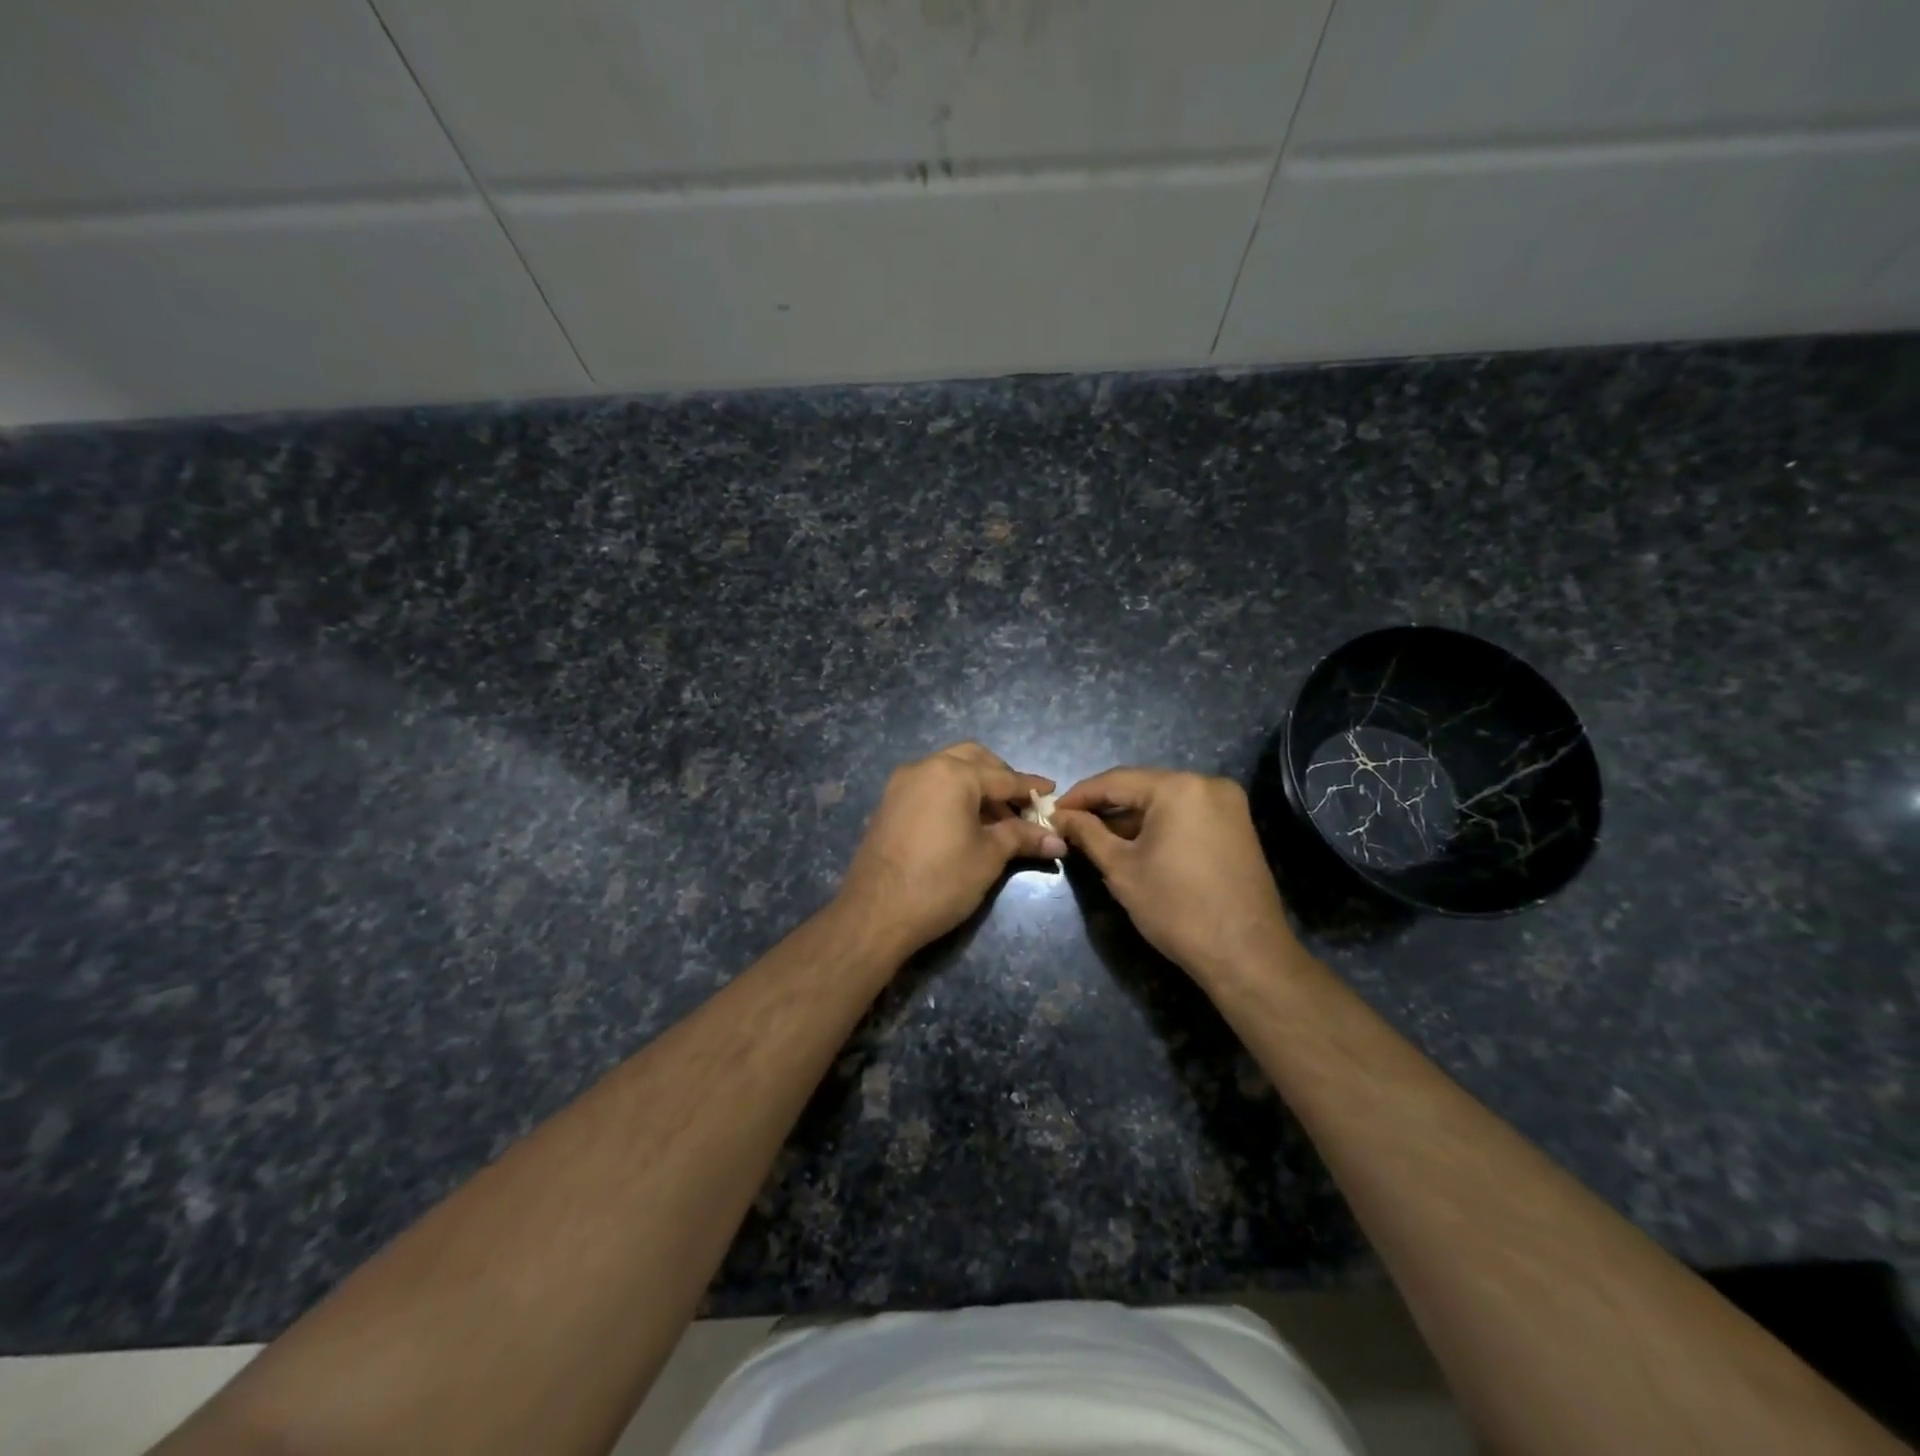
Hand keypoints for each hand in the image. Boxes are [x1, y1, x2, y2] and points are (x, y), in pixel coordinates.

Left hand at [836, 743, 1065, 954]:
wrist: (876, 913)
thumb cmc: (940, 881)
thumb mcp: (989, 857)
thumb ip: (1022, 837)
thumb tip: (1057, 839)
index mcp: (952, 774)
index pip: (1003, 777)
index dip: (1030, 787)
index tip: (1053, 792)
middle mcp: (925, 767)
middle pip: (973, 759)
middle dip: (1000, 777)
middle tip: (1020, 805)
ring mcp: (901, 784)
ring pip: (948, 770)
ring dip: (976, 785)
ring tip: (997, 819)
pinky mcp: (889, 803)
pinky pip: (929, 786)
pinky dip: (952, 794)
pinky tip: (966, 823)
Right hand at [1054, 767, 1305, 981]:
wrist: (1246, 955)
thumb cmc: (1176, 908)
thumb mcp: (1121, 869)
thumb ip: (1088, 834)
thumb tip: (1061, 816)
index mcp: (1178, 787)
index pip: (1115, 781)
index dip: (1079, 796)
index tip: (1052, 812)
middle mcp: (1207, 784)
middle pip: (1142, 788)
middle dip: (1105, 807)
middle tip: (1072, 826)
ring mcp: (1228, 805)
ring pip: (1165, 802)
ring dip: (1131, 818)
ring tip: (1097, 839)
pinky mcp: (1237, 827)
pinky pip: (1186, 815)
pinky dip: (1158, 826)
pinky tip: (1135, 846)